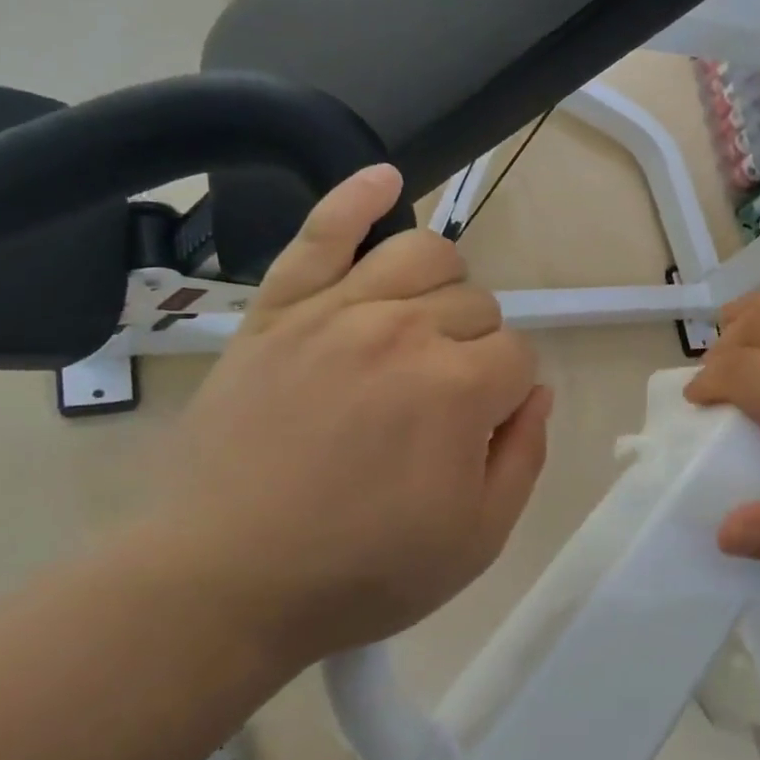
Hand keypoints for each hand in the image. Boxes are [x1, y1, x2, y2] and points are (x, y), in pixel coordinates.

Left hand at [128, 165, 550, 662]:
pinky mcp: (276, 310)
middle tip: (442, 405)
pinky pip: (320, 232)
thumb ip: (525, 454)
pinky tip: (385, 178)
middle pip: (477, 305)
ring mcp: (334, 312)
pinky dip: (357, 198)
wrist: (223, 582)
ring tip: (428, 323)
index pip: (518, 356)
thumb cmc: (361, 571)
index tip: (479, 433)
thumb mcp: (478, 539)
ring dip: (445, 284)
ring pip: (422, 254)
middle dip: (478, 349)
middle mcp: (403, 331)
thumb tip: (536, 390)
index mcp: (458, 388)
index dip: (508, 396)